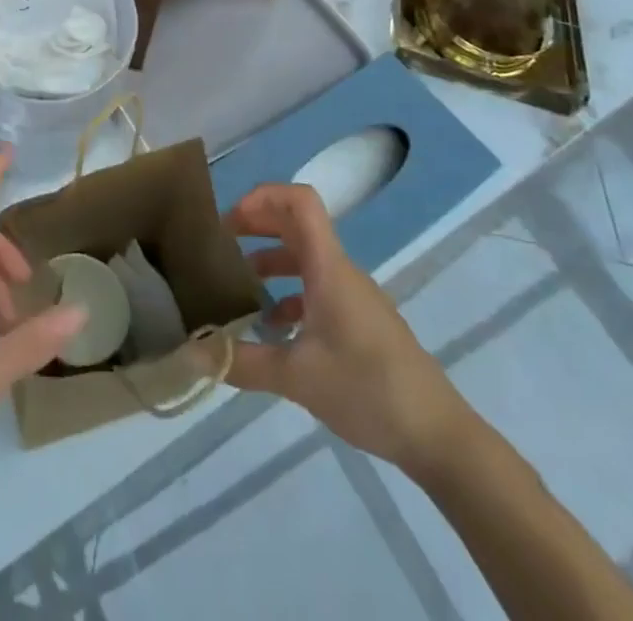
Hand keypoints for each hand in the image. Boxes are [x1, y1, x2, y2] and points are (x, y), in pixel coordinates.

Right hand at [225, 183, 475, 478]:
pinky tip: (272, 331)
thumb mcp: (297, 378)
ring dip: (271, 262)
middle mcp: (340, 272)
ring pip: (306, 260)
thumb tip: (192, 353)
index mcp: (328, 268)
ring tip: (238, 287)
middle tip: (221, 243)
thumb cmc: (369, 390)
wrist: (439, 436)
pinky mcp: (360, 323)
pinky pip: (318, 290)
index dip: (263, 196)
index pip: (301, 202)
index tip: (231, 220)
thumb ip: (242, 362)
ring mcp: (353, 297)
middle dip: (258, 225)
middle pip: (297, 225)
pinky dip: (290, 296)